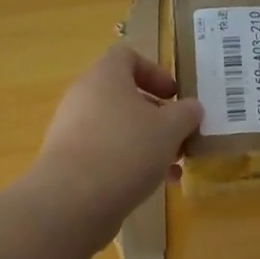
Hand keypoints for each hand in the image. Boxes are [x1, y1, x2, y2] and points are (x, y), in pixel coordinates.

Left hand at [30, 44, 203, 227]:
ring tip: (172, 169)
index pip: (127, 56)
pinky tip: (150, 187)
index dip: (155, 71)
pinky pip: (105, 154)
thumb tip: (190, 108)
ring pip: (118, 129)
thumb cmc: (126, 150)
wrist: (72, 202)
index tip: (175, 96)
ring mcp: (72, 131)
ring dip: (148, 145)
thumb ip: (186, 113)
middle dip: (158, 117)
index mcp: (105, 77)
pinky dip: (129, 164)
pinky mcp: (68, 163)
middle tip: (180, 137)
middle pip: (125, 97)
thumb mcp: (170, 128)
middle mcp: (83, 98)